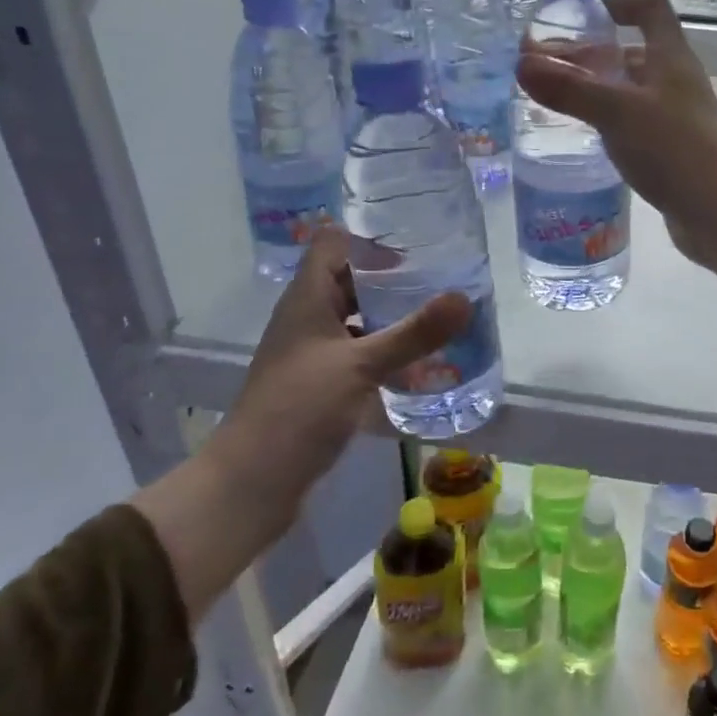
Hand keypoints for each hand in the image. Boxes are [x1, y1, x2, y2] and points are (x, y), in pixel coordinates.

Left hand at [133, 229, 468, 621]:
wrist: (252, 482)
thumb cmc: (299, 409)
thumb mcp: (361, 365)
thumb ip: (414, 333)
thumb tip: (464, 298)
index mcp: (307, 298)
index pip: (333, 242)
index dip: (368, 233)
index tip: (415, 237)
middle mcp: (308, 318)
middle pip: (350, 279)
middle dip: (394, 275)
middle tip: (443, 274)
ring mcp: (314, 352)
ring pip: (358, 318)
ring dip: (393, 315)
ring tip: (440, 313)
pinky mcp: (322, 383)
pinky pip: (359, 353)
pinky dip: (387, 351)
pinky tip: (421, 361)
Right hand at [515, 0, 716, 323]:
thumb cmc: (673, 149)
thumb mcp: (617, 112)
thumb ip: (570, 89)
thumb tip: (521, 64)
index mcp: (670, 58)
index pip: (650, 9)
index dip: (618, 3)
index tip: (580, 18)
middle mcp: (675, 81)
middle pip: (631, 53)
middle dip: (588, 55)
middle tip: (544, 68)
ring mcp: (675, 116)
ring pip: (630, 91)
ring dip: (596, 89)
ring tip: (554, 100)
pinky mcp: (671, 149)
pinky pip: (634, 123)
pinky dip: (608, 121)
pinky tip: (584, 135)